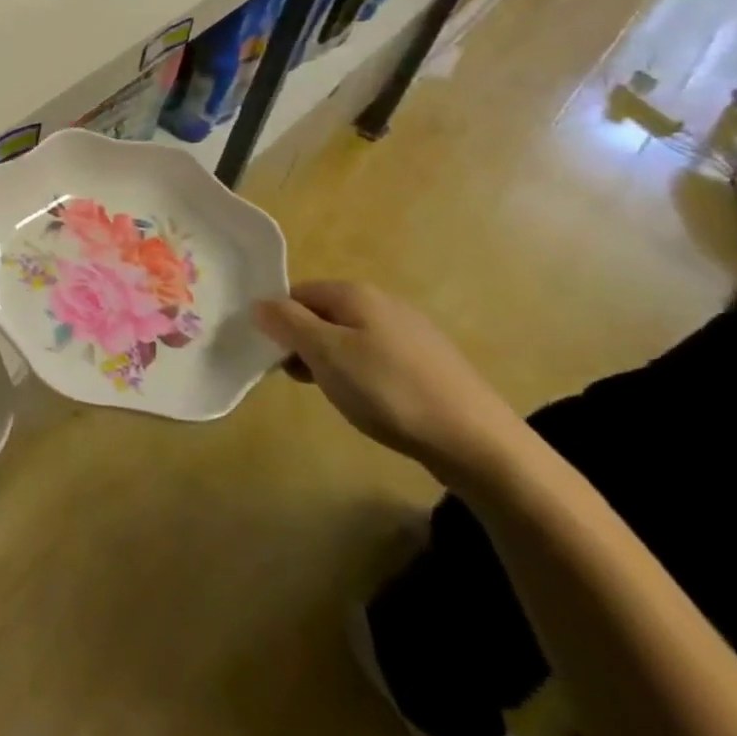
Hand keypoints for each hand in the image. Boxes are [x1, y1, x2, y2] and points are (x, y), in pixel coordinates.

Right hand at [254, 280, 527, 488]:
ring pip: (349, 337)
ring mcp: (410, 331)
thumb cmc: (388, 390)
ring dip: (331, 361)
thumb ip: (287, 323)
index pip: (295, 293)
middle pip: (322, 314)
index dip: (279, 322)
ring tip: (336, 394)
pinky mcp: (429, 362)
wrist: (477, 442)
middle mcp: (383, 302)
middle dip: (304, 343)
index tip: (276, 358)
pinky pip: (376, 357)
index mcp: (354, 293)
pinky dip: (362, 374)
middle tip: (302, 379)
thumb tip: (259, 303)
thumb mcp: (325, 354)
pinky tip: (371, 402)